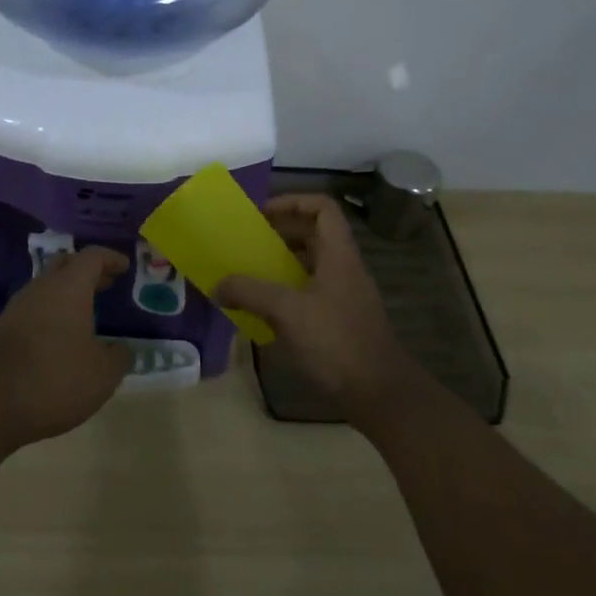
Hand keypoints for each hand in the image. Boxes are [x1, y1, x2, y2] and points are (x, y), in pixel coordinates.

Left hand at [0, 246, 132, 452]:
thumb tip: (120, 350)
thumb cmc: (53, 378)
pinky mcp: (1, 332)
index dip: (110, 258)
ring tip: (86, 313)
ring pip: (46, 288)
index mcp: (69, 287)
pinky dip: (51, 316)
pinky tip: (60, 339)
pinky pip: (33, 311)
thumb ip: (117, 358)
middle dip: (87, 272)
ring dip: (67, 295)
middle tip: (106, 283)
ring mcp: (17, 309)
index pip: (92, 257)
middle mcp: (41, 288)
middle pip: (65, 265)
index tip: (125, 267)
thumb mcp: (101, 375)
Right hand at [216, 195, 417, 426]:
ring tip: (248, 273)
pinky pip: (309, 292)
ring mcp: (343, 295)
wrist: (379, 393)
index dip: (292, 202)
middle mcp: (343, 268)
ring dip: (280, 264)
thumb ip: (250, 292)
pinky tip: (263, 310)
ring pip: (310, 264)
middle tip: (247, 243)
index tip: (261, 214)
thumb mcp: (288, 311)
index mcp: (338, 254)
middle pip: (313, 234)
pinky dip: (286, 292)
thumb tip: (217, 284)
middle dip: (279, 233)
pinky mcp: (339, 320)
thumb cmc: (336, 341)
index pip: (322, 208)